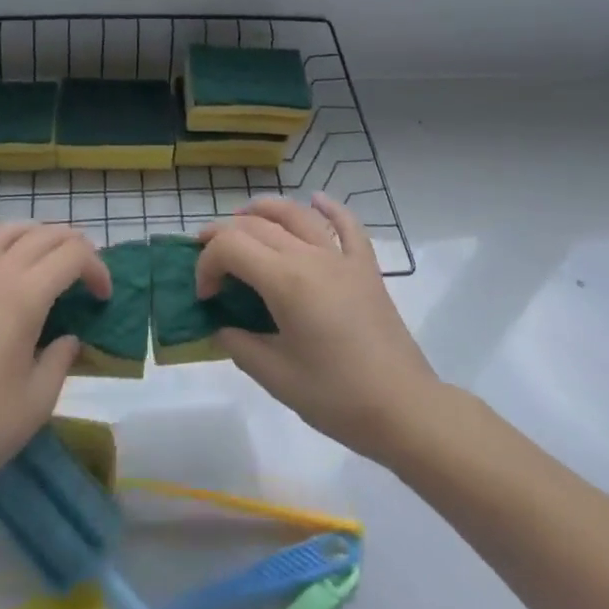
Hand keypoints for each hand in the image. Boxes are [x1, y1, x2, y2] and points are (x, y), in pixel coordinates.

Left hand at [0, 223, 110, 494]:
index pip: (72, 255)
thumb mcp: (40, 399)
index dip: (97, 268)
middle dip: (73, 246)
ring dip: (34, 234)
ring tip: (46, 255)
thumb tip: (67, 338)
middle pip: (43, 235)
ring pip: (4, 230)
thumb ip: (61, 357)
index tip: (103, 297)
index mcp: (24, 296)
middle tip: (85, 274)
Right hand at [198, 195, 441, 465]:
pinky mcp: (366, 268)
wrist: (404, 408)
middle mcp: (311, 257)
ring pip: (297, 214)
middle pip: (258, 226)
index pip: (231, 247)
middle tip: (206, 253)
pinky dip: (330, 208)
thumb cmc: (337, 397)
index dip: (207, 264)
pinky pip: (348, 226)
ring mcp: (342, 258)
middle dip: (224, 234)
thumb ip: (240, 346)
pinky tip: (317, 199)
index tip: (204, 295)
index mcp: (286, 281)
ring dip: (265, 209)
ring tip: (244, 218)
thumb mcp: (277, 379)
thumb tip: (222, 327)